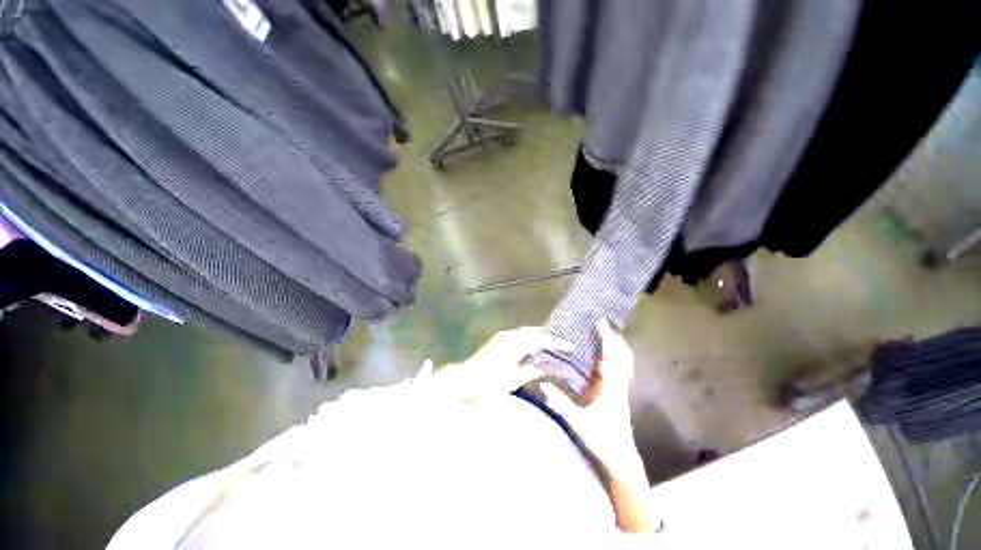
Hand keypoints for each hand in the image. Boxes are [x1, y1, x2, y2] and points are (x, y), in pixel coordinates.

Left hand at [433, 327, 573, 402]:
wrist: (464, 380)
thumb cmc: (488, 382)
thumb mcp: (513, 379)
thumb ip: (532, 370)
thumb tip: (550, 366)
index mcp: (514, 343)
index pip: (540, 339)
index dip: (556, 342)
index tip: (571, 345)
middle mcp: (509, 335)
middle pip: (533, 332)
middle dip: (549, 337)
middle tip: (564, 344)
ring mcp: (503, 337)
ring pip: (526, 333)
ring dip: (539, 338)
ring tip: (554, 346)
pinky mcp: (499, 341)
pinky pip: (520, 337)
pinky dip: (530, 341)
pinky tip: (536, 349)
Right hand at [540, 319, 642, 477]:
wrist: (622, 459)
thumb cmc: (602, 441)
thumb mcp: (579, 423)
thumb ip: (560, 403)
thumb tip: (543, 383)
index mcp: (611, 389)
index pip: (610, 359)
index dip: (606, 339)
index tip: (601, 323)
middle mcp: (618, 385)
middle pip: (620, 355)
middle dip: (612, 338)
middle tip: (599, 324)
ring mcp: (618, 389)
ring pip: (619, 361)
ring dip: (612, 346)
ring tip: (599, 333)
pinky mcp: (615, 393)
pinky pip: (614, 369)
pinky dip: (608, 357)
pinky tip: (597, 355)